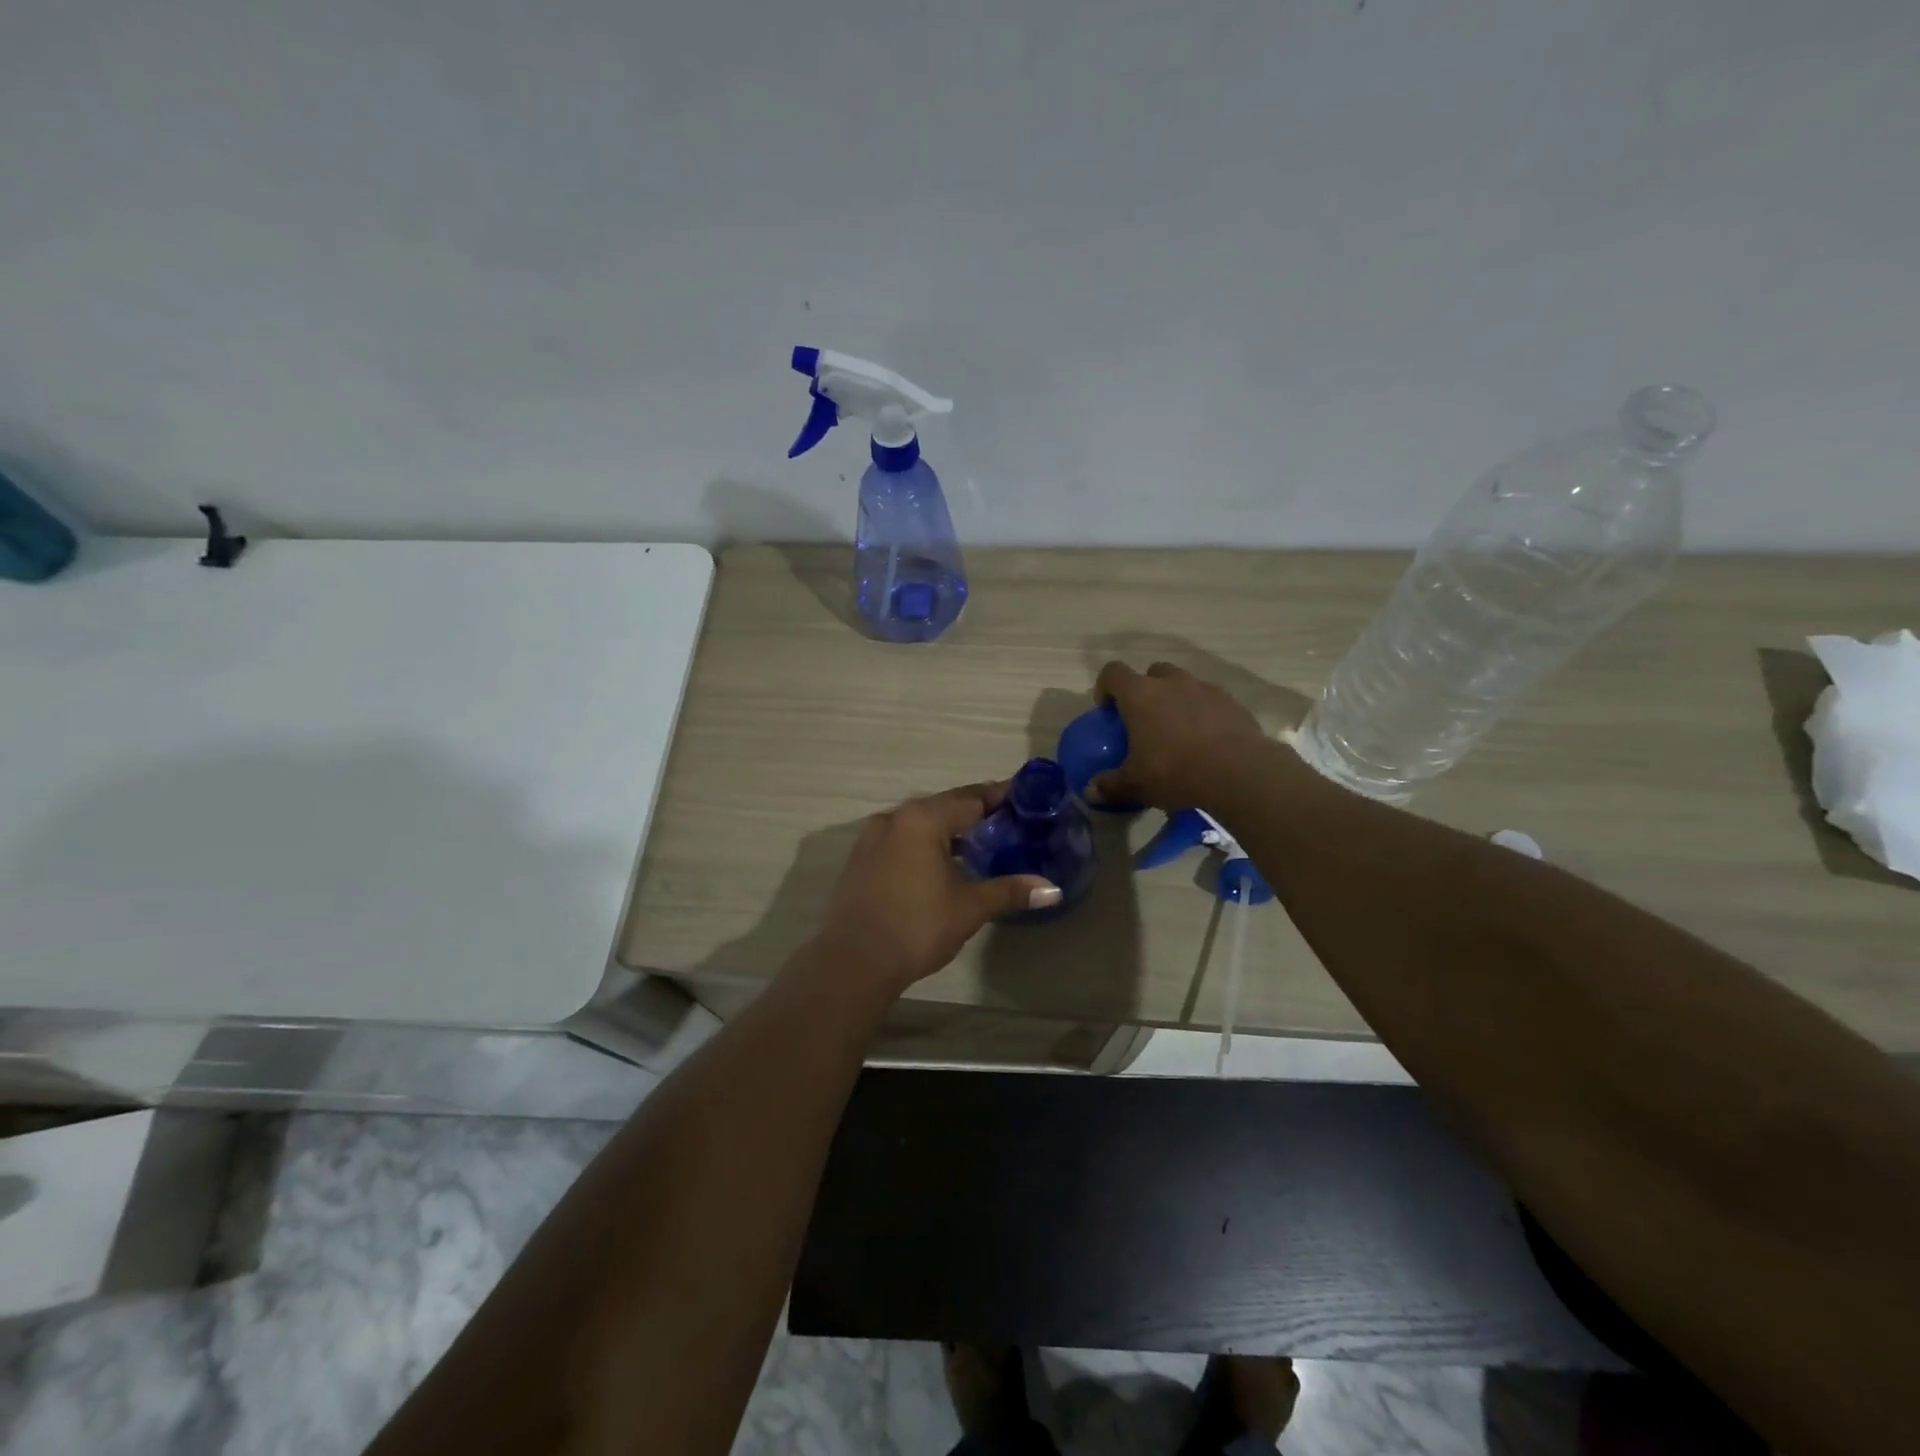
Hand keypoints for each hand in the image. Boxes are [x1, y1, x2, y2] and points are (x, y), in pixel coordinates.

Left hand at [814, 783, 1061, 992]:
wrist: (854, 961)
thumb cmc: (917, 926)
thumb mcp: (969, 907)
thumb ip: (1009, 891)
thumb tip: (1053, 889)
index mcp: (923, 819)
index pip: (971, 798)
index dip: (1001, 797)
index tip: (1026, 799)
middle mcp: (895, 818)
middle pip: (944, 807)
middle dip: (976, 813)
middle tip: (1009, 823)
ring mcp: (872, 838)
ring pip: (920, 824)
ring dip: (948, 830)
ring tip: (979, 843)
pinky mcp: (861, 860)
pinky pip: (902, 840)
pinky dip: (925, 844)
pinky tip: (941, 864)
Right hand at [1091, 661, 1270, 810]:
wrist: (1239, 772)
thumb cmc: (1175, 772)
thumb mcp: (1136, 785)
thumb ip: (1110, 785)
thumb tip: (1092, 790)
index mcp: (1140, 695)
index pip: (1113, 672)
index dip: (1105, 687)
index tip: (1107, 710)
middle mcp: (1171, 682)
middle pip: (1152, 672)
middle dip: (1145, 690)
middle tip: (1145, 719)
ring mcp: (1204, 688)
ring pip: (1183, 683)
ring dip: (1176, 699)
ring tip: (1178, 731)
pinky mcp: (1232, 702)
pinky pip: (1210, 700)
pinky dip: (1204, 712)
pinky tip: (1207, 740)